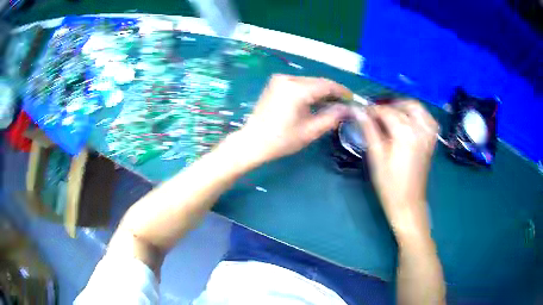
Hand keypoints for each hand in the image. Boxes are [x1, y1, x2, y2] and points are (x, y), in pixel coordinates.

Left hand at [237, 74, 349, 165]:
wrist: (252, 141)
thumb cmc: (281, 140)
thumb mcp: (310, 131)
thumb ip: (332, 117)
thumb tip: (348, 109)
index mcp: (297, 89)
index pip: (327, 85)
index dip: (342, 91)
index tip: (352, 99)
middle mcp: (288, 78)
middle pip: (318, 82)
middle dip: (332, 92)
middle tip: (344, 104)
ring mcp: (279, 79)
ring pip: (309, 82)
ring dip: (321, 91)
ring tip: (332, 104)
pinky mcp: (275, 83)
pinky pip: (298, 83)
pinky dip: (309, 90)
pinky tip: (315, 101)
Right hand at [354, 100, 437, 238]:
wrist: (408, 203)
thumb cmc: (389, 184)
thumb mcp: (376, 157)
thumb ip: (369, 130)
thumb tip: (358, 111)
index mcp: (405, 134)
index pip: (387, 112)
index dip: (373, 109)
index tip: (362, 111)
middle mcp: (420, 130)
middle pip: (406, 105)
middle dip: (390, 104)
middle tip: (377, 112)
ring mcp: (428, 135)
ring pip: (419, 109)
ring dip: (405, 106)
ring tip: (392, 113)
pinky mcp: (431, 141)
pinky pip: (428, 119)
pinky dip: (419, 114)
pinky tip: (410, 120)